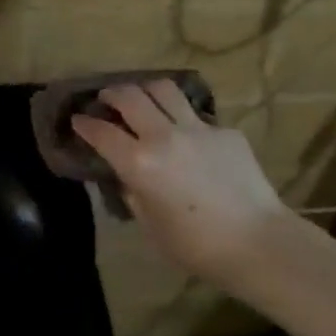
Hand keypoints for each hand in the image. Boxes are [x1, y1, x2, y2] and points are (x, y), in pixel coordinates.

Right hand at [70, 81, 294, 286]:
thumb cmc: (196, 246)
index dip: (85, 123)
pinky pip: (197, 116)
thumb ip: (133, 193)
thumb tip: (127, 175)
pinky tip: (188, 138)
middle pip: (130, 96)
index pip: (102, 132)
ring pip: (164, 89)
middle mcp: (165, 136)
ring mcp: (198, 128)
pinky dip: (183, 120)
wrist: (257, 241)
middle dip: (112, 94)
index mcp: (139, 164)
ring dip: (146, 90)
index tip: (78, 119)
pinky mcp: (225, 131)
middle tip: (107, 99)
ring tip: (143, 99)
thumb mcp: (150, 226)